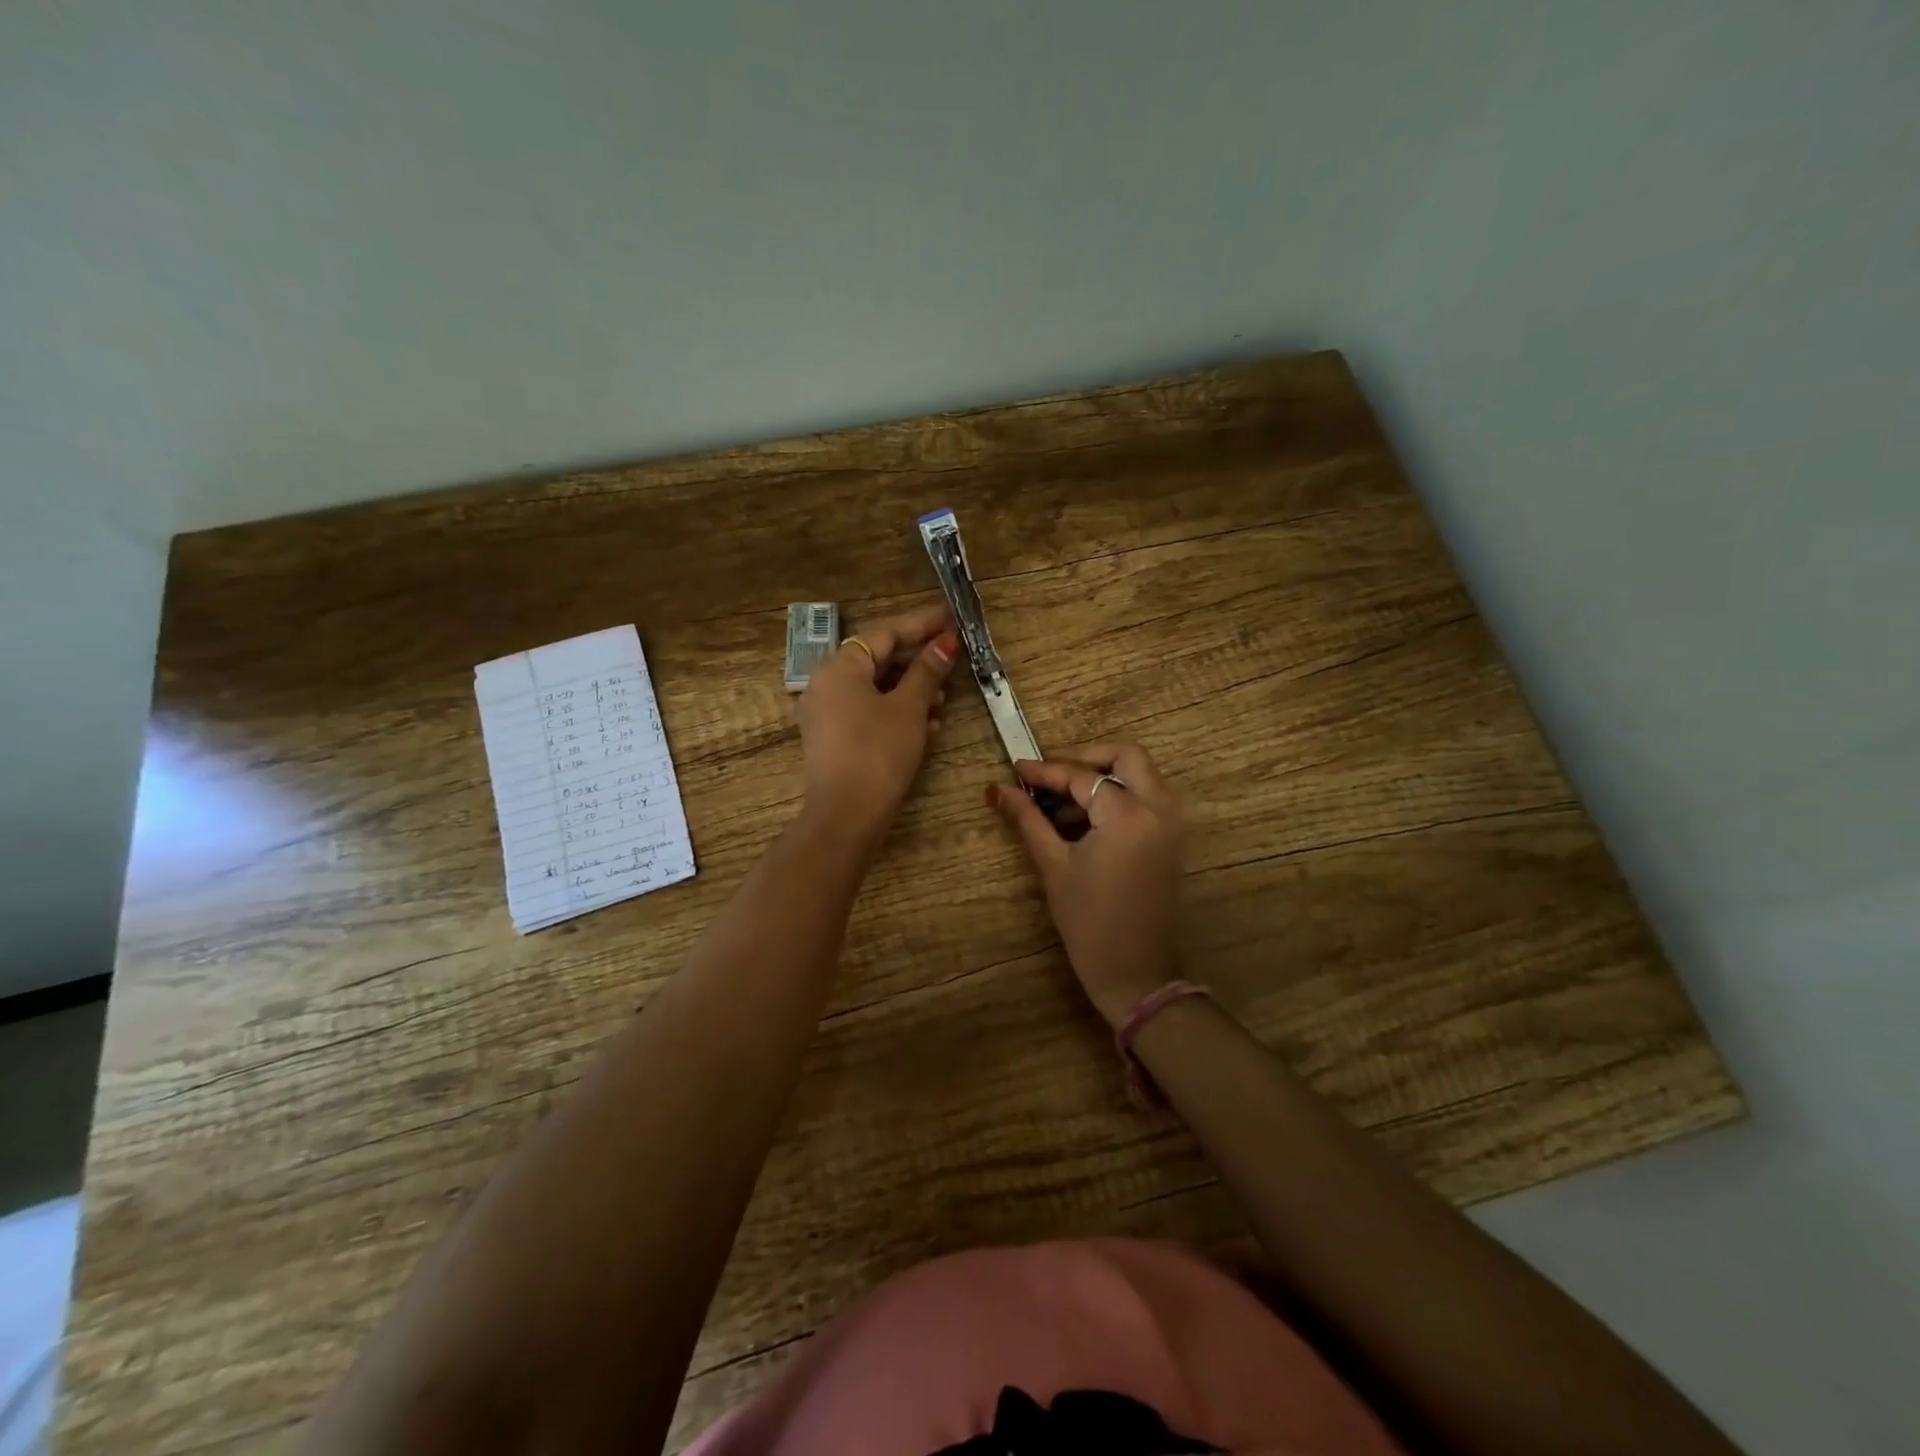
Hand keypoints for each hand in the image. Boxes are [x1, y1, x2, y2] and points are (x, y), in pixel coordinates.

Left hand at [795, 602, 958, 852]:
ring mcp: (826, 713)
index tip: (951, 617)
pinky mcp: (833, 739)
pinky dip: (896, 712)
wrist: (845, 816)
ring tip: (944, 699)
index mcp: (840, 667)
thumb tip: (945, 642)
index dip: (921, 624)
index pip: (885, 633)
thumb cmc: (878, 753)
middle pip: (878, 659)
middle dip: (918, 661)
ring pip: (875, 688)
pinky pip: (867, 712)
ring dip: (911, 690)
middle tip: (953, 657)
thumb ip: (927, 670)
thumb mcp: (909, 709)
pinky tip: (927, 726)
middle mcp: (826, 683)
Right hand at [988, 742, 1184, 1026]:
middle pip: (1125, 756)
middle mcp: (1159, 809)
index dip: (1045, 770)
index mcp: (1129, 816)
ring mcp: (1171, 823)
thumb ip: (1028, 819)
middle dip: (1084, 756)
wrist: (1135, 974)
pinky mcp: (1172, 838)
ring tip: (1059, 796)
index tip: (1016, 769)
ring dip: (1102, 773)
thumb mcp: (1054, 866)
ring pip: (1140, 773)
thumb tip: (998, 789)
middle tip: (1048, 771)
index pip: (1082, 777)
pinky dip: (1117, 793)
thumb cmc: (1089, 923)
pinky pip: (1147, 796)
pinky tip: (1081, 815)